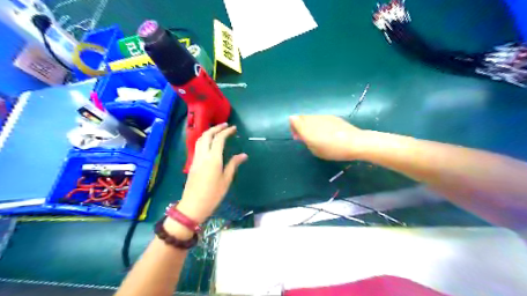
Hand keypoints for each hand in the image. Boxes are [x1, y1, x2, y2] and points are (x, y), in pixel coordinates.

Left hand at [174, 123, 244, 222]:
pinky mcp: (192, 163)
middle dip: (216, 128)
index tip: (234, 128)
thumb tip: (243, 155)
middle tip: (225, 125)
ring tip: (217, 131)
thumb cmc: (213, 194)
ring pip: (200, 139)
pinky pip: (197, 146)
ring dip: (208, 132)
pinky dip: (204, 139)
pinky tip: (209, 143)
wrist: (193, 205)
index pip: (219, 139)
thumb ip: (233, 164)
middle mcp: (203, 155)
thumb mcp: (226, 180)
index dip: (226, 131)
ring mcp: (196, 159)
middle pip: (207, 135)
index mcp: (213, 158)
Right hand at [288, 115, 367, 160]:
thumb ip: (305, 140)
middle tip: (305, 137)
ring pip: (311, 118)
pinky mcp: (332, 117)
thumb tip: (300, 133)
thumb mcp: (315, 150)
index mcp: (307, 128)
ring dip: (309, 125)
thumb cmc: (333, 150)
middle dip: (299, 125)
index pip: (293, 120)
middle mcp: (313, 119)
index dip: (293, 127)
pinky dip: (318, 124)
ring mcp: (323, 116)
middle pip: (301, 117)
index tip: (297, 137)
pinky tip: (326, 133)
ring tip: (316, 136)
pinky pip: (320, 118)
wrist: (355, 142)